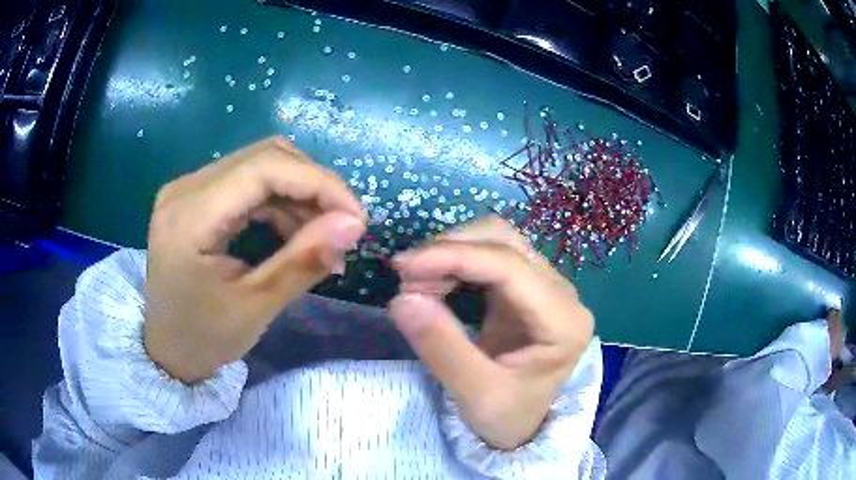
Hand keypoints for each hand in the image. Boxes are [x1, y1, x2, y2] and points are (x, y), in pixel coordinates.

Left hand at [144, 137, 365, 382]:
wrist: (167, 349)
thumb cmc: (204, 337)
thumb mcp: (256, 306)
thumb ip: (303, 261)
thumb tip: (354, 224)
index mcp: (189, 216)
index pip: (264, 168)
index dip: (318, 183)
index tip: (357, 218)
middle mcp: (185, 188)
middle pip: (265, 157)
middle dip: (314, 187)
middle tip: (343, 228)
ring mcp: (189, 189)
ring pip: (261, 165)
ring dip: (300, 195)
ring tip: (321, 238)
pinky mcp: (197, 197)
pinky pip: (250, 183)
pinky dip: (282, 202)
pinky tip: (295, 233)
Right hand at [389, 216, 593, 449]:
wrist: (523, 425)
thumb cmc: (508, 415)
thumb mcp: (476, 394)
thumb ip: (442, 348)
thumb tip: (402, 298)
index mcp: (563, 321)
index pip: (509, 267)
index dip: (454, 257)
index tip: (404, 266)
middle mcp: (561, 292)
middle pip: (504, 240)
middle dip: (450, 250)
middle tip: (407, 280)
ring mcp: (544, 285)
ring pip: (495, 240)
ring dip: (450, 252)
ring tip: (416, 283)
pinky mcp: (524, 287)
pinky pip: (488, 256)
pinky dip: (455, 261)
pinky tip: (435, 281)